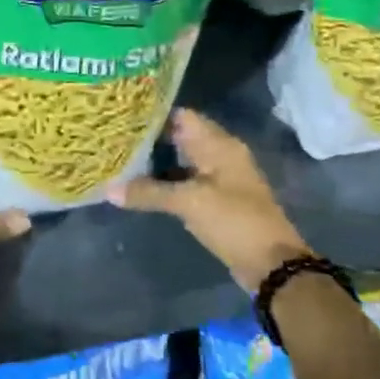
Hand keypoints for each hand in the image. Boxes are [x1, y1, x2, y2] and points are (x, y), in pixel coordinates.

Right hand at [108, 108, 310, 290]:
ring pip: (181, 160)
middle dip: (149, 139)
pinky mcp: (215, 199)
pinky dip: (165, 181)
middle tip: (114, 138)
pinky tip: (139, 186)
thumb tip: (108, 189)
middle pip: (179, 137)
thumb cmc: (234, 220)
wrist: (271, 264)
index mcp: (219, 144)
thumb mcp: (189, 203)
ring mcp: (219, 177)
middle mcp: (219, 154)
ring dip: (155, 162)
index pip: (181, 115)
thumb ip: (149, 192)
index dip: (152, 114)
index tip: (122, 117)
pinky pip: (185, 181)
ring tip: (120, 159)